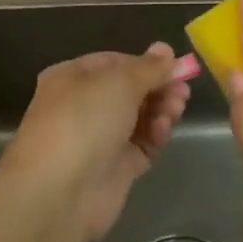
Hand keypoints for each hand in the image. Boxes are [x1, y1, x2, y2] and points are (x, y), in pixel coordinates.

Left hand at [0, 44, 191, 239]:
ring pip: (139, 117)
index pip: (115, 62)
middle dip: (158, 88)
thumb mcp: (119, 82)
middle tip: (182, 91)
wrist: (60, 192)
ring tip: (176, 109)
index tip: (174, 67)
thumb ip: (149, 67)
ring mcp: (99, 138)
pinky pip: (142, 144)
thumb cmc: (84, 121)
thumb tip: (165, 49)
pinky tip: (163, 131)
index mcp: (72, 78)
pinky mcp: (115, 168)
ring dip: (161, 110)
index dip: (145, 63)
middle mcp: (83, 106)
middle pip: (130, 90)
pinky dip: (155, 135)